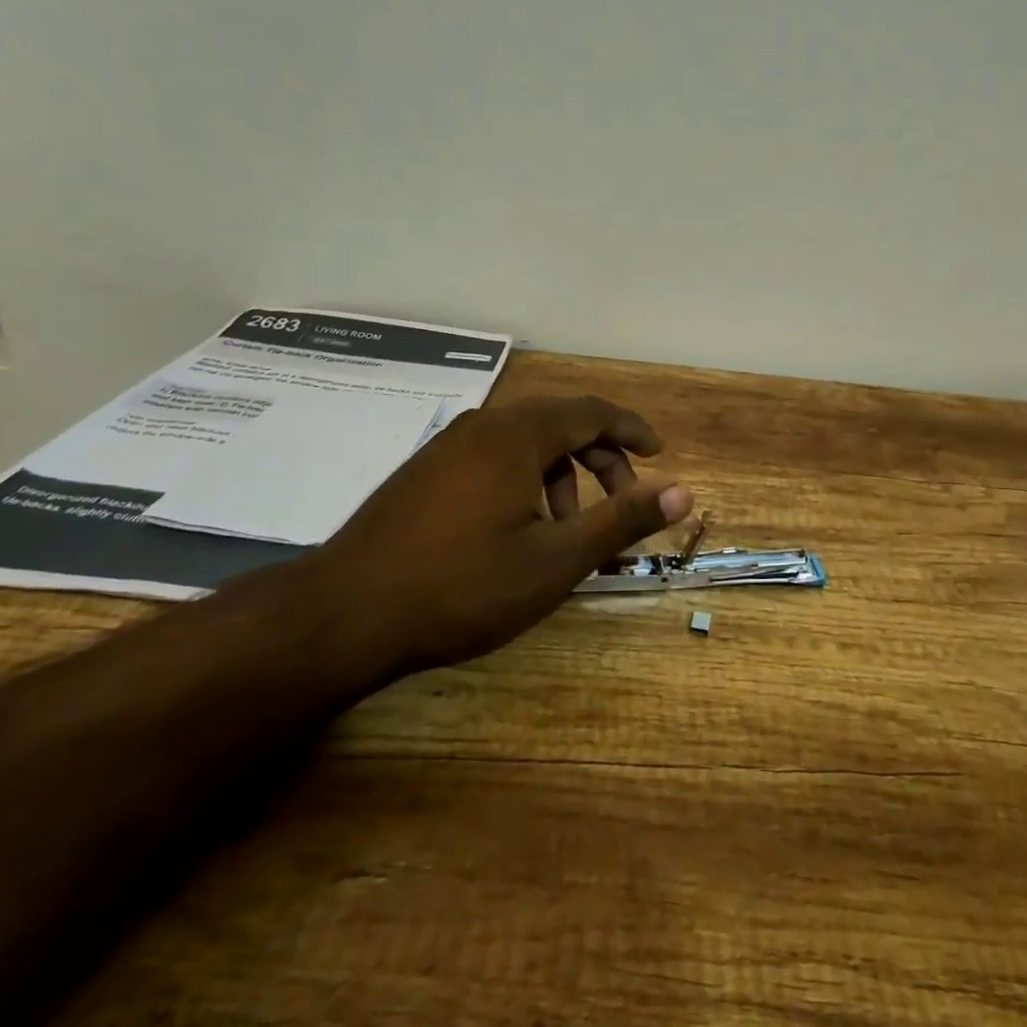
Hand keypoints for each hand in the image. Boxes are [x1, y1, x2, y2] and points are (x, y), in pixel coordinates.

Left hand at [314, 395, 693, 672]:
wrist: (343, 614)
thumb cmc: (461, 587)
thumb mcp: (555, 560)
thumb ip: (621, 520)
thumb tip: (683, 492)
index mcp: (518, 434)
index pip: (592, 411)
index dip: (632, 430)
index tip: (659, 454)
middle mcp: (484, 425)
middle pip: (561, 424)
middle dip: (600, 460)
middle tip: (621, 506)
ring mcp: (450, 446)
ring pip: (526, 443)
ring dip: (562, 476)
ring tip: (567, 532)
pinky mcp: (427, 470)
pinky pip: (495, 458)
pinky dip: (526, 482)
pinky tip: (519, 531)